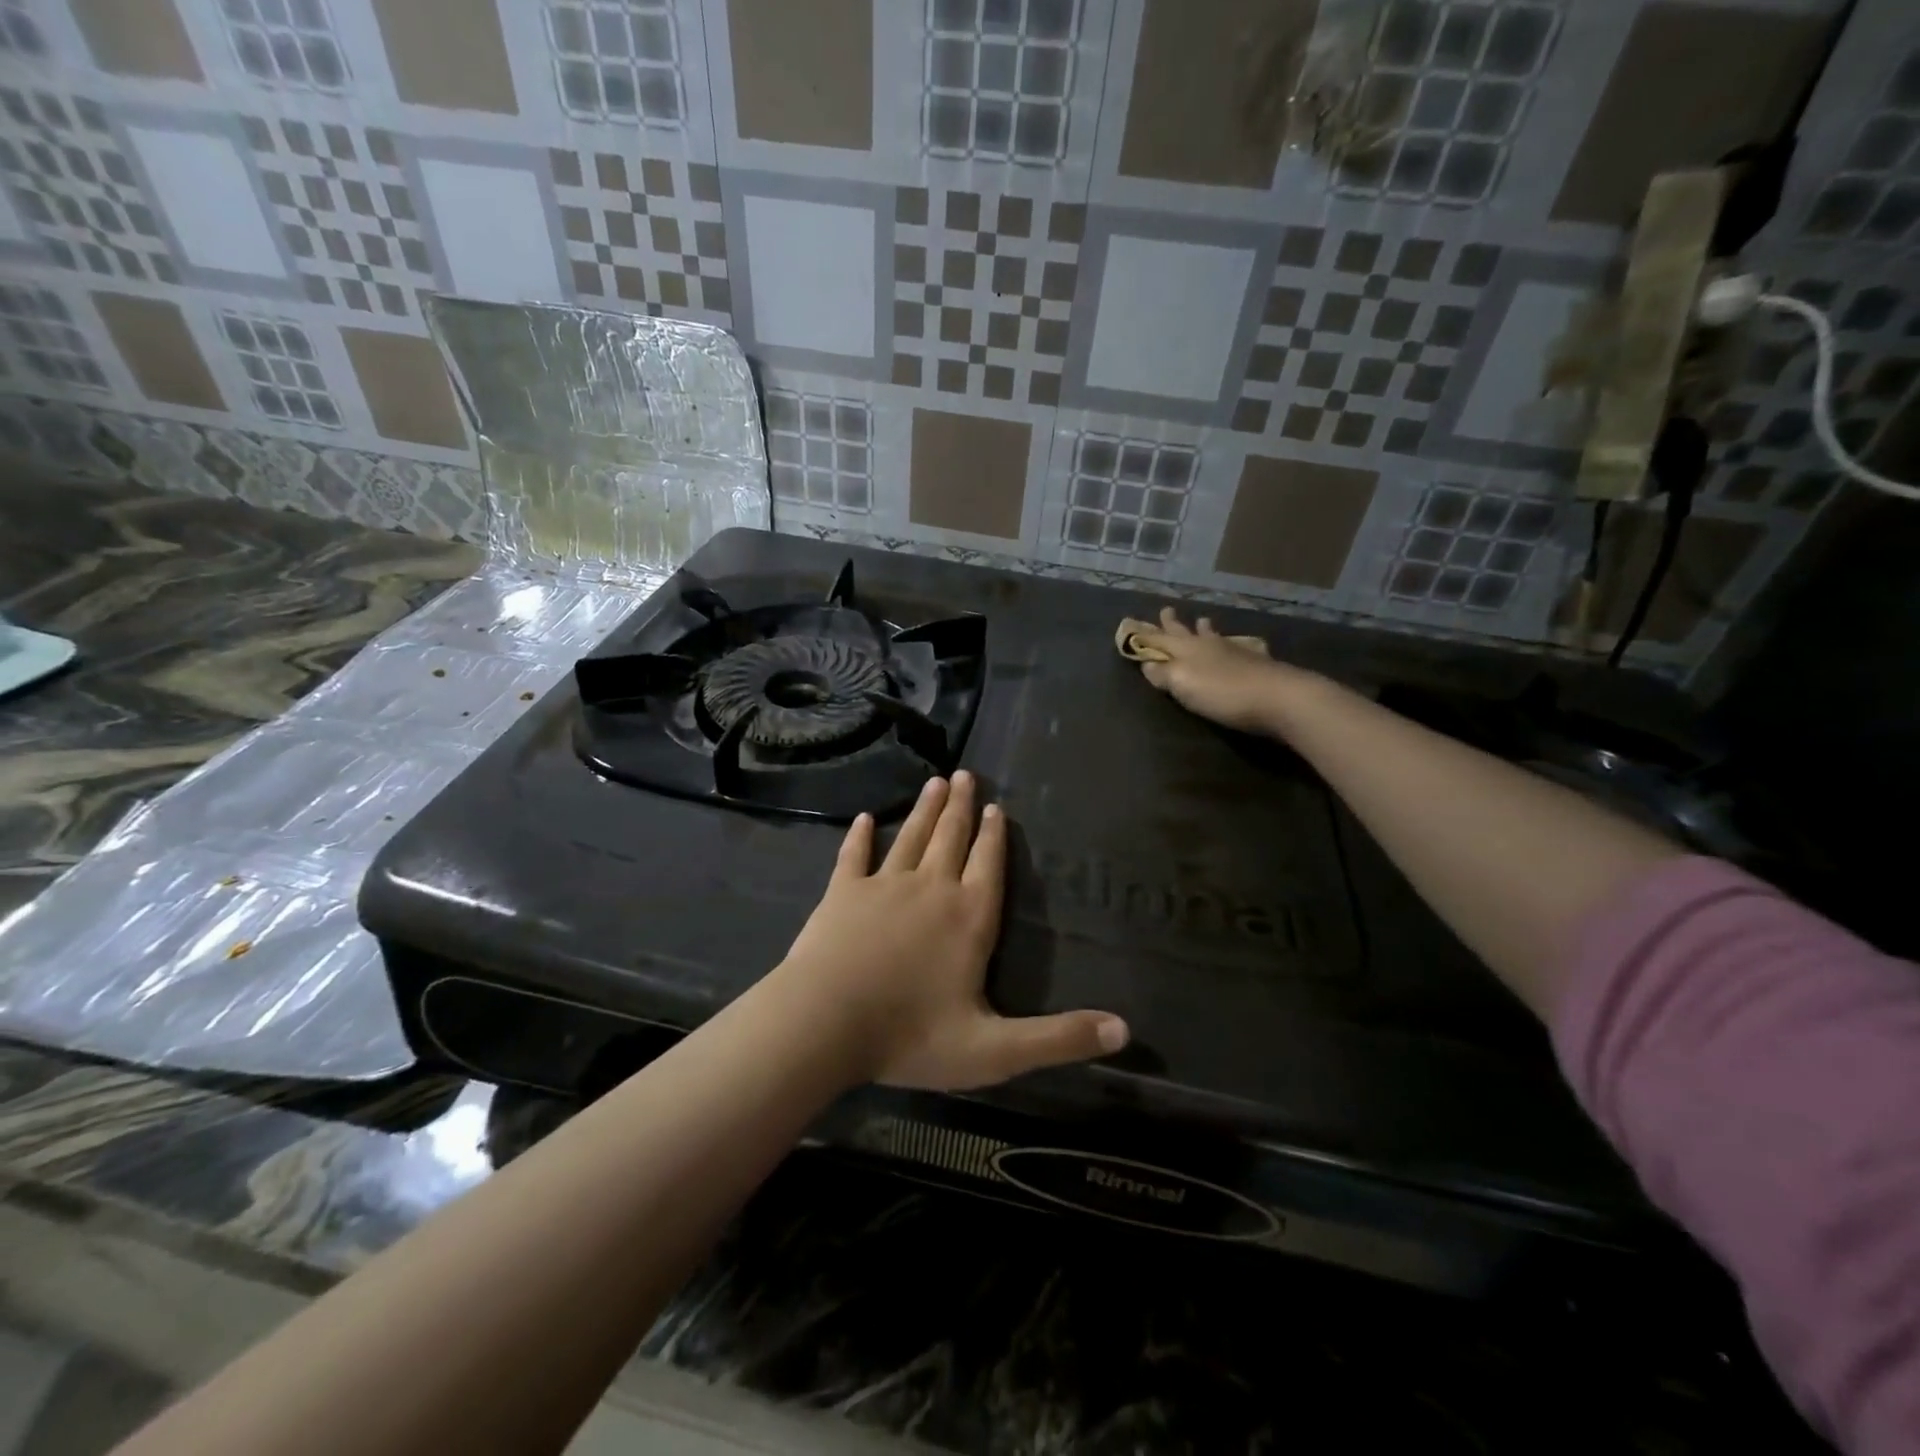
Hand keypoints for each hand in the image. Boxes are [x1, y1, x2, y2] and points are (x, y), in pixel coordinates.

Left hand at [772, 772, 1128, 1089]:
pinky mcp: (842, 893)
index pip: (989, 866)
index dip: (994, 836)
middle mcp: (931, 889)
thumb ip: (1058, 1039)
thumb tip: (1124, 1031)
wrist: (824, 1023)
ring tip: (935, 782)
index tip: (995, 807)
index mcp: (969, 919)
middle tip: (966, 774)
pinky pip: (854, 856)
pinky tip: (866, 819)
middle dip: (961, 807)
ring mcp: (883, 886)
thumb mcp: (994, 1051)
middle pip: (951, 839)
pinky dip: (860, 837)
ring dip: (924, 810)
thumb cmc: (911, 1036)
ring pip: (911, 838)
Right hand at [1124, 607, 1316, 733]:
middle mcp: (1210, 646)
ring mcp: (1237, 652)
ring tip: (1204, 620)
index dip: (1147, 635)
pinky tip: (1244, 646)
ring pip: (1215, 637)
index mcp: (1187, 651)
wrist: (1279, 697)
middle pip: (1187, 632)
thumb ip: (1162, 674)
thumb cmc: (1222, 692)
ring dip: (1206, 629)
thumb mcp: (1182, 684)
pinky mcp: (1259, 664)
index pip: (1160, 640)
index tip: (1134, 626)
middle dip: (1174, 624)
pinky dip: (1237, 645)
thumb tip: (1146, 664)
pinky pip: (1243, 648)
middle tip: (1166, 610)